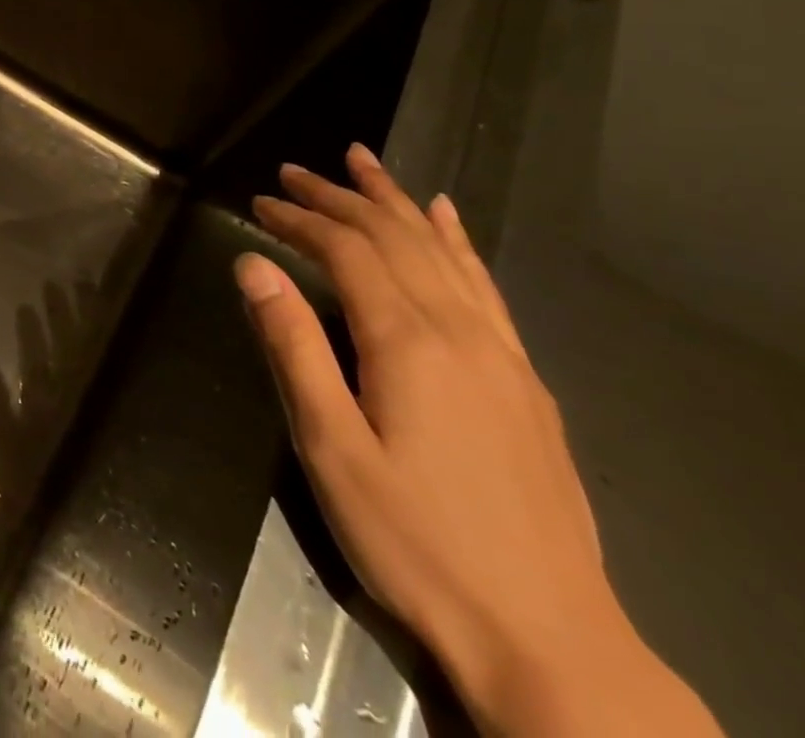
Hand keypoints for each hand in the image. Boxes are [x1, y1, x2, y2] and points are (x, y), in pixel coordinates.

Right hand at [235, 145, 720, 737]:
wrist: (551, 641)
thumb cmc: (416, 542)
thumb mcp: (330, 446)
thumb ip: (293, 345)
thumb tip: (253, 263)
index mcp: (406, 341)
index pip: (345, 249)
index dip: (299, 217)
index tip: (260, 200)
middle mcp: (458, 330)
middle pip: (393, 236)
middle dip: (339, 196)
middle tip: (294, 169)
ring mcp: (501, 353)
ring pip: (440, 249)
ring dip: (395, 200)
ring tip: (362, 162)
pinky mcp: (524, 381)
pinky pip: (485, 285)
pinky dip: (458, 240)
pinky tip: (446, 217)